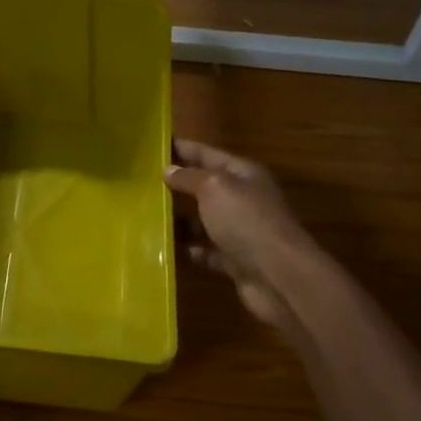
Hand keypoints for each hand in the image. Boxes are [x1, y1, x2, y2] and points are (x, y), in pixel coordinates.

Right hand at [163, 138, 320, 328]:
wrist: (278, 275)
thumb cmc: (246, 221)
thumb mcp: (214, 188)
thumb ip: (189, 178)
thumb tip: (168, 170)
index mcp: (243, 174)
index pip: (207, 153)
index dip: (183, 148)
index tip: (155, 144)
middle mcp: (243, 199)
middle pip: (205, 187)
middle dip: (177, 185)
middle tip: (142, 183)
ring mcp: (240, 231)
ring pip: (204, 220)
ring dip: (180, 220)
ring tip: (147, 217)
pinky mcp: (236, 260)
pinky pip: (207, 250)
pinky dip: (190, 250)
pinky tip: (167, 249)